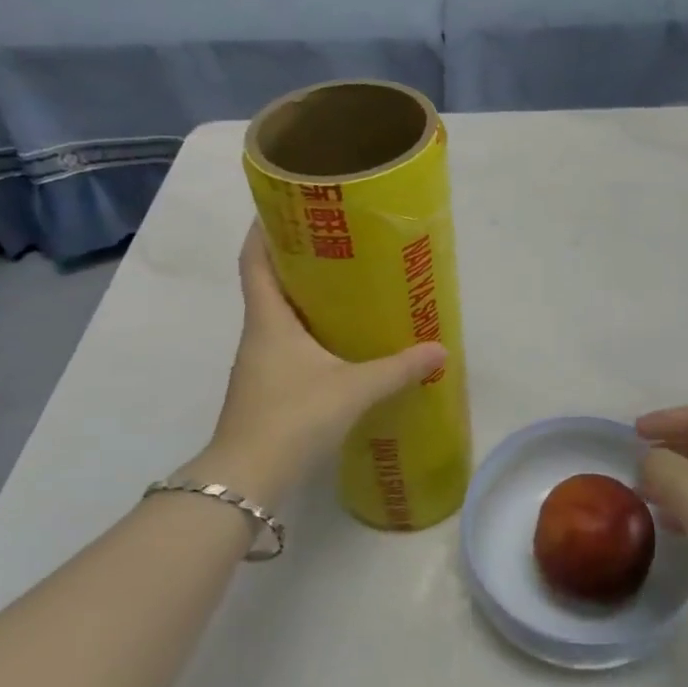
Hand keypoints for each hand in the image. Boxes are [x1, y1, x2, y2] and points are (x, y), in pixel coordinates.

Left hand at [188, 225, 446, 506]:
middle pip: (268, 284)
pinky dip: (307, 334)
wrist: (247, 479)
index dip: (263, 230)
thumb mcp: (353, 389)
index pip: (254, 260)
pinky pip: (286, 346)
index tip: (283, 207)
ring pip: (278, 317)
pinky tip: (337, 345)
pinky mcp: (265, 390)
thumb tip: (440, 350)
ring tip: (344, 289)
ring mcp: (258, 365)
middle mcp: (258, 335)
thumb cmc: (293, 417)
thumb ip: (397, 369)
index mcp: (269, 320)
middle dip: (295, 261)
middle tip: (337, 245)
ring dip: (303, 299)